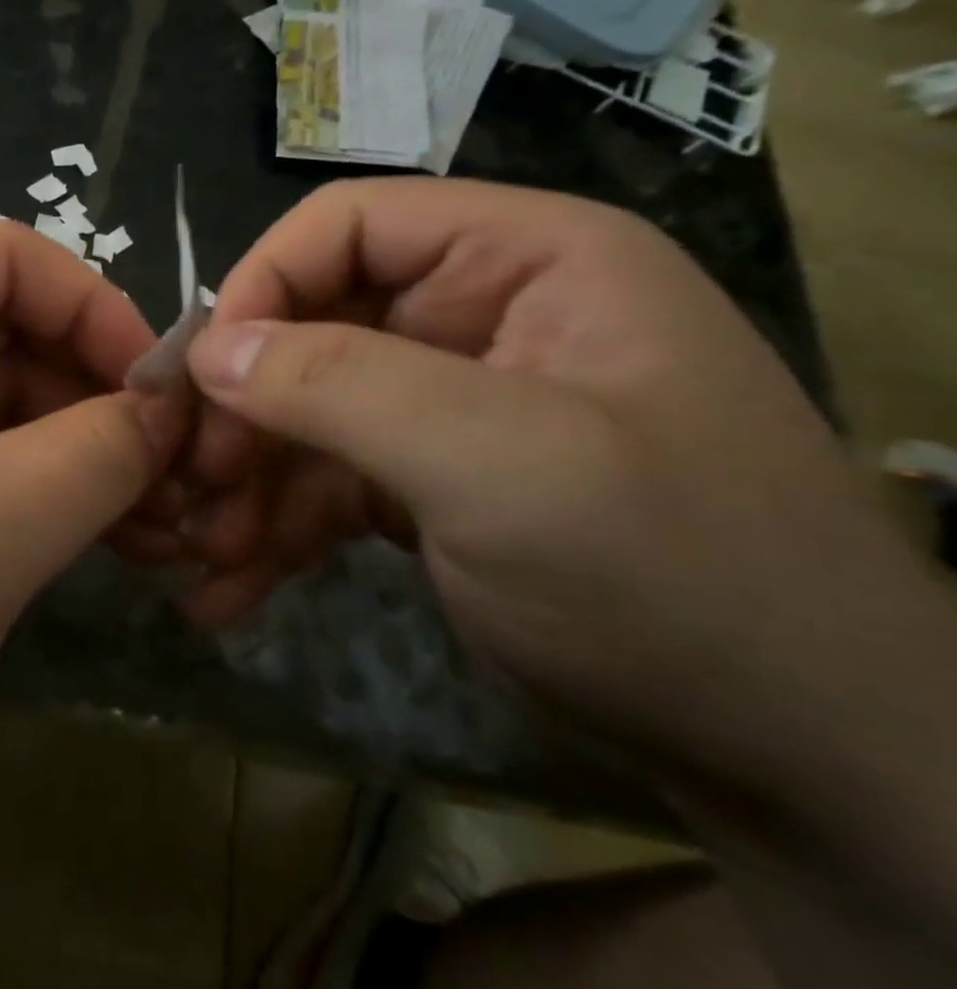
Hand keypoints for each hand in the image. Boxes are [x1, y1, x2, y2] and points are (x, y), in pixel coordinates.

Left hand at [0, 220, 180, 836]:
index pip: (15, 261)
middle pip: (4, 334)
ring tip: (147, 533)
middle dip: (94, 404)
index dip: (105, 318)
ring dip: (64, 458)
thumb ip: (98, 454)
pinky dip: (15, 491)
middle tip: (178, 490)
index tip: (169, 401)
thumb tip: (171, 408)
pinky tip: (71, 545)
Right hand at [168, 179, 926, 770]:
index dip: (261, 283)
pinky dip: (274, 528)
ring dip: (245, 480)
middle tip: (187, 480)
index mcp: (522, 260)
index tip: (202, 373)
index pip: (348, 226)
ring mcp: (447, 404)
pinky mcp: (426, 481)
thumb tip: (209, 349)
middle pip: (311, 324)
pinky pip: (325, 481)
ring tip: (199, 551)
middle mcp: (478, 316)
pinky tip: (226, 587)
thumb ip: (341, 385)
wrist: (800, 762)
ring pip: (305, 411)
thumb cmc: (675, 579)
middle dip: (241, 406)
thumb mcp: (502, 466)